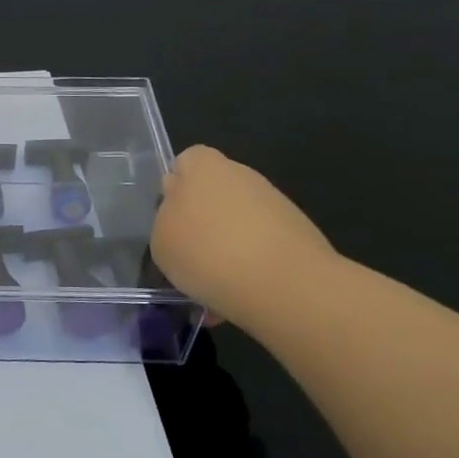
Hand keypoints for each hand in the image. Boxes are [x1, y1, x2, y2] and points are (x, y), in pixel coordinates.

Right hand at [149, 145, 338, 325]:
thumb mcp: (161, 241)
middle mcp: (240, 176)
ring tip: (213, 286)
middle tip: (189, 256)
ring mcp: (273, 203)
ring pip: (237, 223)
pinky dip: (249, 266)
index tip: (170, 221)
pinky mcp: (297, 234)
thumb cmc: (208, 253)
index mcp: (203, 166)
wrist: (285, 285)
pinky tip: (239, 295)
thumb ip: (166, 219)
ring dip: (225, 247)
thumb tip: (179, 218)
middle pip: (213, 193)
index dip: (176, 188)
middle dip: (202, 221)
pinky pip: (260, 247)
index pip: (185, 162)